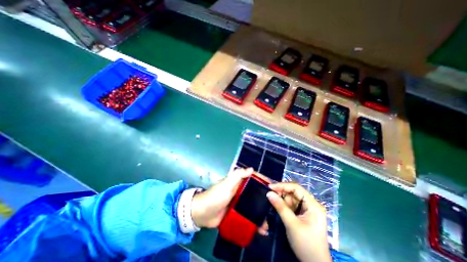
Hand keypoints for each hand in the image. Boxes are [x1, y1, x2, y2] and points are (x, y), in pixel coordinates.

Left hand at [191, 167, 266, 233]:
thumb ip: (238, 175)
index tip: (272, 185)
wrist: (202, 213)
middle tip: (274, 204)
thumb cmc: (216, 196)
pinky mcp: (236, 214)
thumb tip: (251, 169)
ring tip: (268, 220)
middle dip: (264, 197)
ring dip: (260, 212)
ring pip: (252, 205)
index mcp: (238, 182)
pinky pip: (247, 216)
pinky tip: (260, 228)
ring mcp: (238, 203)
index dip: (262, 180)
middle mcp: (240, 191)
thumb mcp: (227, 183)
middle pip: (255, 192)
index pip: (252, 178)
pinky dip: (253, 221)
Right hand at [266, 183, 331, 261]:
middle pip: (294, 192)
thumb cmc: (306, 245)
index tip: (270, 187)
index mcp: (313, 205)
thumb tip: (269, 193)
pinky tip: (278, 207)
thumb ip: (280, 207)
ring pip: (292, 198)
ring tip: (273, 202)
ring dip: (282, 199)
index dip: (283, 185)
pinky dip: (284, 205)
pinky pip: (292, 205)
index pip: (297, 188)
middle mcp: (311, 204)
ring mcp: (307, 209)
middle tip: (270, 194)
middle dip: (282, 193)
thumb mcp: (292, 224)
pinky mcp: (303, 214)